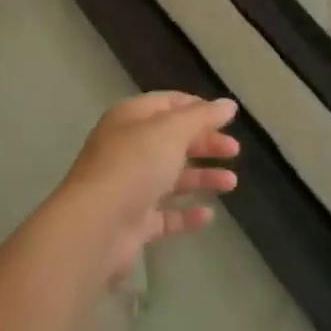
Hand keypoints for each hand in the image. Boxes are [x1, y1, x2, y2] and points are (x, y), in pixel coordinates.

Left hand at [58, 93, 240, 281]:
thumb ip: (202, 117)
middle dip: (204, 143)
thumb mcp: (171, 131)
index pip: (167, 104)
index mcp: (131, 118)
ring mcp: (129, 186)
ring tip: (231, 183)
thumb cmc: (134, 165)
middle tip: (234, 151)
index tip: (226, 118)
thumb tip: (228, 104)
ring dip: (201, 177)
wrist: (96, 227)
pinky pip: (165, 215)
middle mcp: (128, 148)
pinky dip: (186, 214)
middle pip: (172, 140)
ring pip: (171, 177)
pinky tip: (208, 215)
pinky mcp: (133, 222)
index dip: (197, 108)